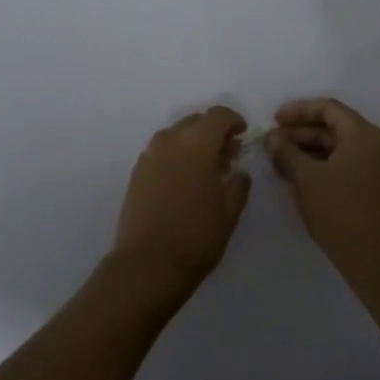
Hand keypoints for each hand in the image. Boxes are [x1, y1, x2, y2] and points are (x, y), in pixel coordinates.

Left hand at [111, 106, 251, 297]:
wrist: (148, 264)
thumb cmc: (196, 236)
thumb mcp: (229, 211)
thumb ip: (238, 183)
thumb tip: (238, 170)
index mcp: (196, 143)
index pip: (218, 115)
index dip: (234, 121)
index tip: (242, 136)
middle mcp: (170, 140)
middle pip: (196, 121)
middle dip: (213, 132)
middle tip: (227, 155)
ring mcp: (149, 154)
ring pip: (176, 135)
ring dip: (193, 143)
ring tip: (206, 170)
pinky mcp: (137, 171)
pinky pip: (162, 151)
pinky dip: (176, 155)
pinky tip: (184, 181)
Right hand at [267, 98, 379, 281]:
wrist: (378, 260)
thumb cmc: (341, 210)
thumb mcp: (307, 178)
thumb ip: (287, 153)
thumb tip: (272, 138)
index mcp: (363, 134)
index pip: (328, 108)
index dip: (299, 111)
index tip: (274, 120)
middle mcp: (374, 145)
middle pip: (333, 127)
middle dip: (300, 132)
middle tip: (272, 142)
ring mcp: (376, 168)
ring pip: (337, 148)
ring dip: (308, 151)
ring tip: (279, 160)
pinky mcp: (373, 189)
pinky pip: (343, 165)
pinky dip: (320, 166)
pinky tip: (298, 178)